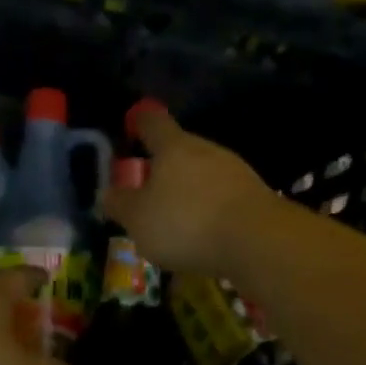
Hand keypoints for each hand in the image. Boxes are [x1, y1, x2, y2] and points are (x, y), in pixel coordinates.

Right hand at [102, 106, 273, 274]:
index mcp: (174, 147)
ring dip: (189, 191)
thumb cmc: (186, 222)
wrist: (258, 241)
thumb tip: (108, 194)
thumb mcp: (138, 219)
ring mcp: (236, 172)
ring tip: (175, 220)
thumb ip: (120, 204)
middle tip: (148, 191)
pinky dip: (210, 210)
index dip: (140, 123)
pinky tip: (204, 235)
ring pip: (204, 174)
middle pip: (181, 149)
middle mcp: (207, 150)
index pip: (153, 123)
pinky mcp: (256, 197)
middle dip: (164, 167)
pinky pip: (223, 198)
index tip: (132, 129)